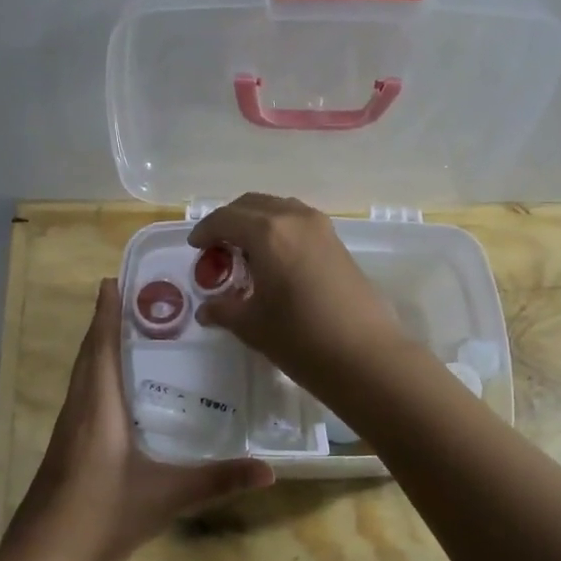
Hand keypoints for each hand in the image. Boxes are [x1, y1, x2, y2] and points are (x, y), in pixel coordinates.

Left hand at [4, 279, 272, 560]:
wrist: (45, 557)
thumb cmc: (103, 515)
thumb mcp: (167, 496)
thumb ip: (217, 480)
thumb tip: (270, 470)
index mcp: (98, 407)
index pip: (102, 347)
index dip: (106, 313)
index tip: (112, 280)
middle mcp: (79, 410)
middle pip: (89, 355)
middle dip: (105, 323)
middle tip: (133, 299)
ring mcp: (68, 430)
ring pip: (82, 376)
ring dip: (99, 349)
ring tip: (127, 334)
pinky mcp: (65, 449)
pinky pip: (82, 396)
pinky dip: (96, 377)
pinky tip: (115, 392)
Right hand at [188, 194, 402, 386]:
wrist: (365, 356)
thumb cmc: (300, 338)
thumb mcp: (252, 326)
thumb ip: (225, 309)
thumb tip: (207, 309)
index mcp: (267, 232)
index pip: (225, 218)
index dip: (205, 231)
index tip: (195, 248)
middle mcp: (294, 219)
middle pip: (252, 205)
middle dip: (229, 221)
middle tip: (217, 248)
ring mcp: (321, 228)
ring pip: (278, 209)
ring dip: (256, 222)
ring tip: (246, 253)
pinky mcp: (338, 243)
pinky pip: (298, 222)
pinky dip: (279, 230)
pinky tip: (275, 261)